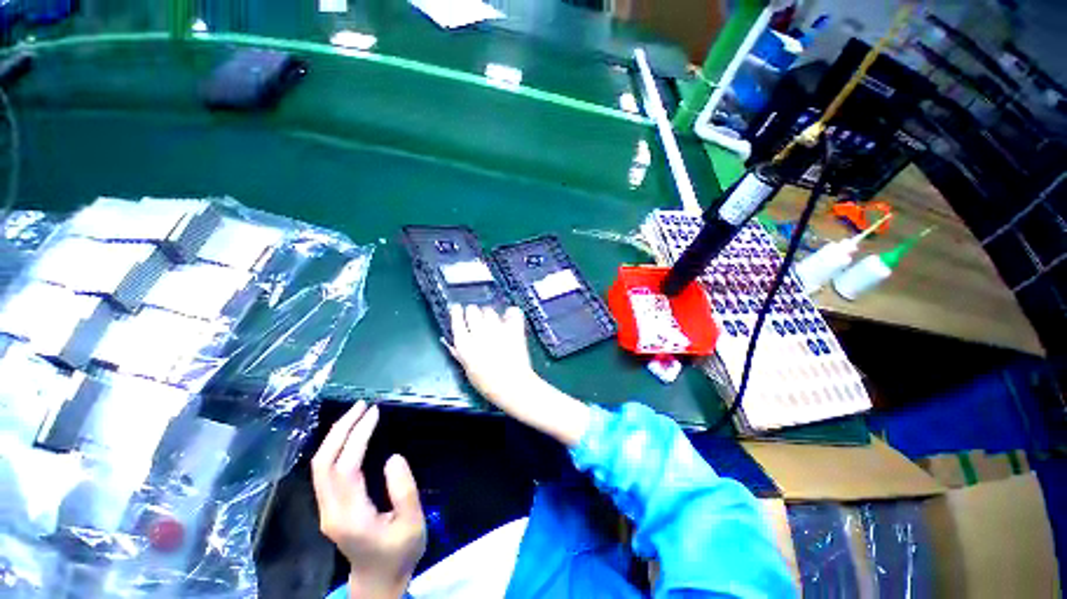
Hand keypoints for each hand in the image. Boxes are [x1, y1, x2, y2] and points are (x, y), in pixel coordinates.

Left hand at [312, 401, 425, 598]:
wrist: (378, 581)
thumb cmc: (399, 552)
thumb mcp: (412, 523)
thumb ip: (404, 490)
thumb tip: (392, 458)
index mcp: (351, 517)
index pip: (347, 467)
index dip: (358, 437)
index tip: (375, 413)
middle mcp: (331, 511)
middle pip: (323, 463)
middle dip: (340, 430)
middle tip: (362, 405)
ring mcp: (326, 510)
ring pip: (319, 466)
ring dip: (335, 436)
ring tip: (356, 413)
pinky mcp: (329, 508)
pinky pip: (325, 471)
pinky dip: (335, 447)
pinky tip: (349, 435)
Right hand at [445, 305, 590, 446]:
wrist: (513, 386)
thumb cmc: (488, 384)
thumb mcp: (468, 370)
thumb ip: (461, 354)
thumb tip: (454, 343)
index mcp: (464, 344)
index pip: (456, 319)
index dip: (457, 312)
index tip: (458, 309)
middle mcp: (479, 332)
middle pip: (473, 310)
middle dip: (473, 313)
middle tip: (477, 319)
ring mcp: (498, 329)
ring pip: (490, 310)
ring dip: (490, 315)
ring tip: (494, 322)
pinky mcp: (514, 329)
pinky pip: (512, 312)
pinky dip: (511, 313)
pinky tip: (510, 317)